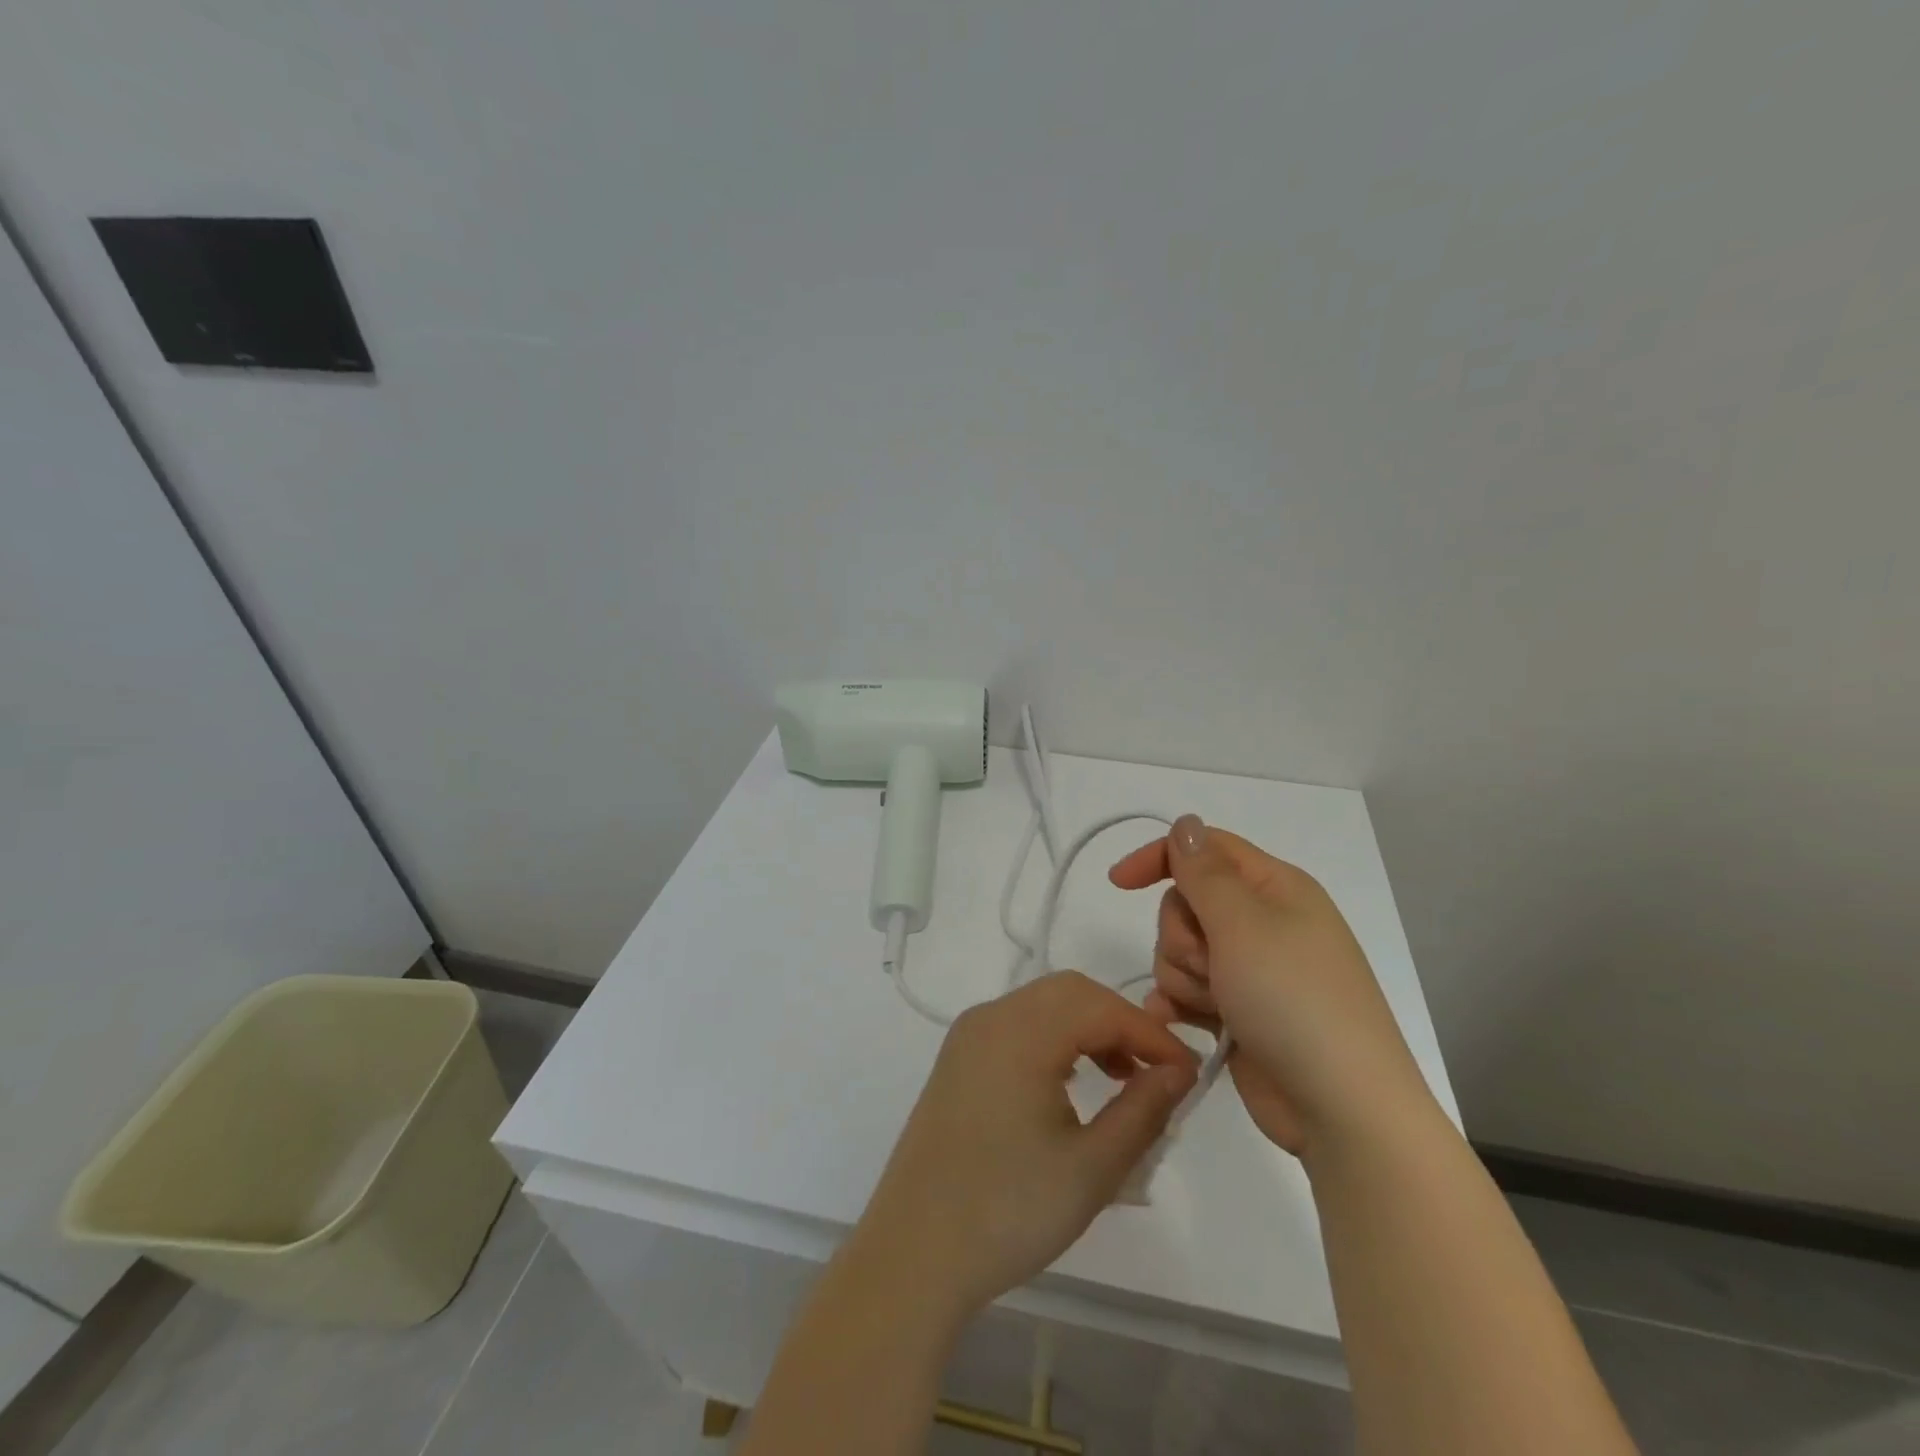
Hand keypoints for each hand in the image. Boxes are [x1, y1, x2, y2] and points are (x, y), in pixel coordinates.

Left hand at [854, 971, 1198, 1319]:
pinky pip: (1018, 1026)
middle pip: (1070, 992)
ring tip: (1122, 1078)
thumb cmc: (1009, 1211)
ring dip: (1088, 1028)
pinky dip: (1055, 1038)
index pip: (1101, 1007)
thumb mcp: (1092, 1168)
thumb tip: (1179, 1071)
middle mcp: (990, 1017)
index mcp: (1021, 1032)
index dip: (1151, 1034)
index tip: (1189, 1073)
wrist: (914, 1252)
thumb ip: (1143, 1109)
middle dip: (1120, 1022)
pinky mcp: (958, 1059)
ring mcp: (968, 1036)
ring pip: (1043, 1005)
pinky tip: (1072, 1082)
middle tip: (1156, 1072)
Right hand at [1107, 815, 1433, 1160]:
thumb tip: (1185, 822)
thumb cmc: (1294, 1001)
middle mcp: (1263, 922)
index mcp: (1275, 888)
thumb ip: (1204, 871)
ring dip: (1182, 976)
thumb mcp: (1244, 924)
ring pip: (1180, 949)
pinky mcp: (1238, 1011)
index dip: (1160, 858)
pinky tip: (1181, 1023)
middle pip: (1186, 902)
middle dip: (1181, 934)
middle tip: (1209, 965)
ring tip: (1212, 1006)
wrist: (1341, 1110)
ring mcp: (1251, 970)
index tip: (1119, 883)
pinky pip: (1187, 990)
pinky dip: (1179, 1003)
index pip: (1205, 849)